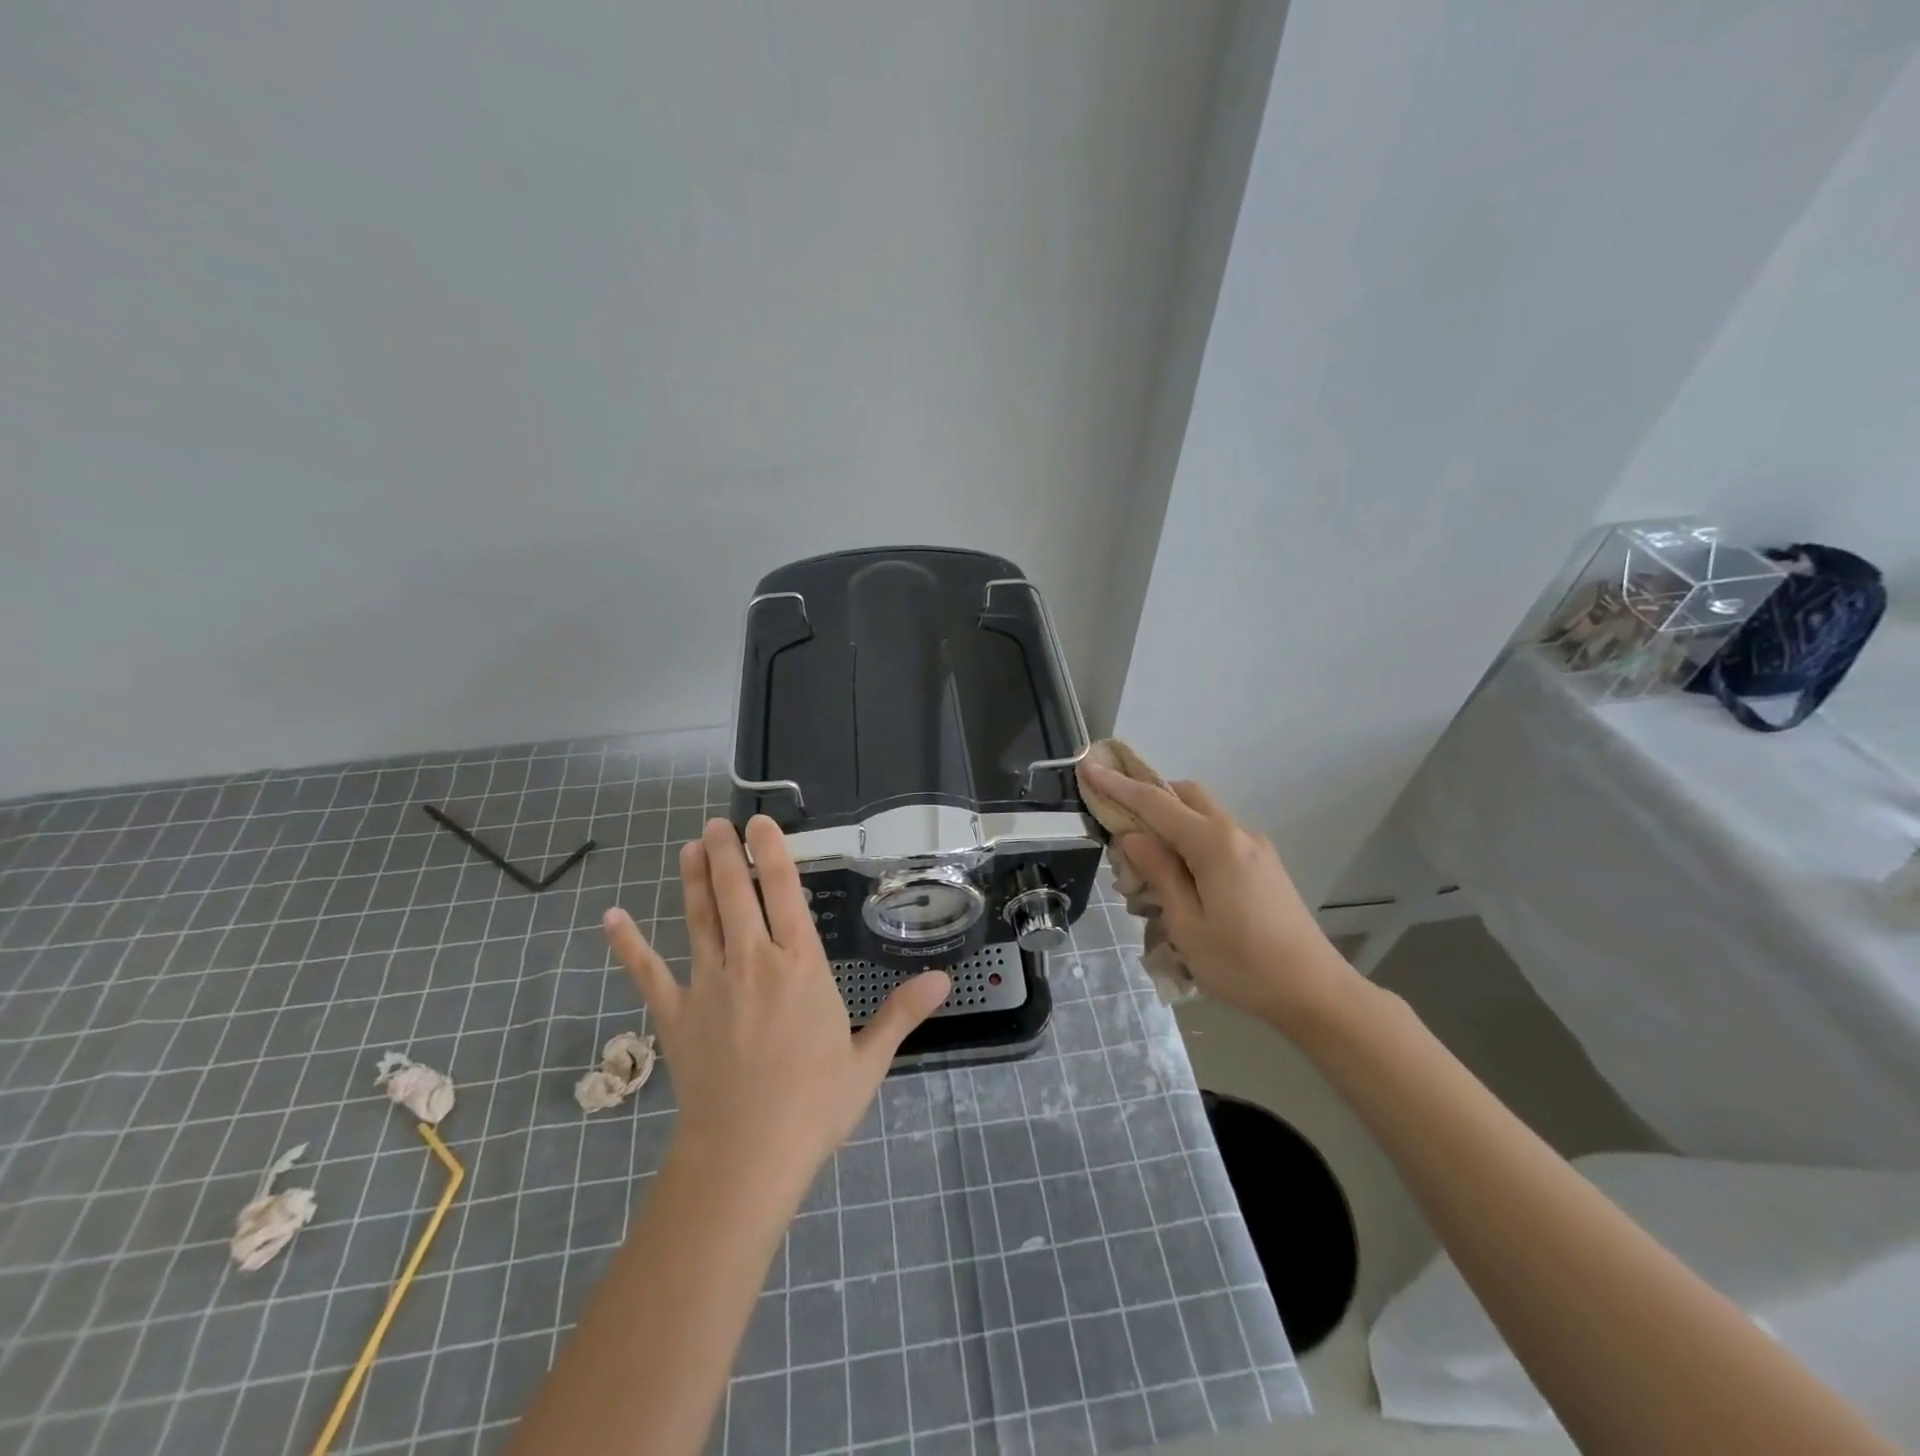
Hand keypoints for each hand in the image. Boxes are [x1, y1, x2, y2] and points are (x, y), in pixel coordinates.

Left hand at [603, 817, 949, 1199]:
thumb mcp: (868, 1059)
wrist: (746, 1156)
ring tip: (690, 848)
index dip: (773, 853)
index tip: (760, 823)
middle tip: (718, 824)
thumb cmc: (814, 1106)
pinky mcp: (674, 1014)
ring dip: (695, 881)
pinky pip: (648, 972)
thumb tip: (944, 979)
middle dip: (728, 854)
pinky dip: (628, 944)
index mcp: (800, 966)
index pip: (785, 893)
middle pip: (737, 894)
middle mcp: (752, 961)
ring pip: (699, 919)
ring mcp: (708, 985)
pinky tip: (612, 918)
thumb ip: (901, 1012)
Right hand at [1080, 762, 1353, 1033]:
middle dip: (1147, 798)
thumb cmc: (1243, 965)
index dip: (1117, 786)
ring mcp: (1255, 848)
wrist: (1315, 993)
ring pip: (1202, 816)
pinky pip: (1217, 838)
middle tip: (1117, 824)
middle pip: (1185, 796)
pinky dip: (1189, 843)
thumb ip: (1158, 872)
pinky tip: (1178, 883)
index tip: (1088, 769)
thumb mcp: (1187, 925)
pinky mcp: (1263, 866)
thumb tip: (1132, 836)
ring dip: (1168, 826)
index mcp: (1215, 845)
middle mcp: (1237, 834)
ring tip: (1144, 870)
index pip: (1155, 803)